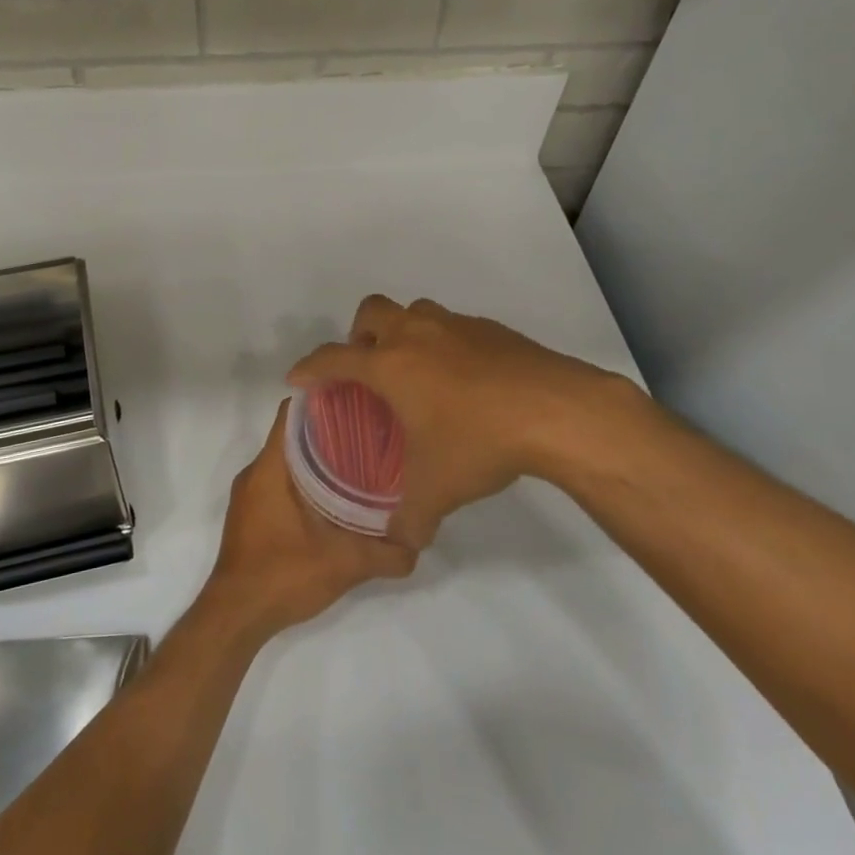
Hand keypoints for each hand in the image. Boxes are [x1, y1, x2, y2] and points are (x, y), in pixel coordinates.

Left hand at [200, 400, 415, 643]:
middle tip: (371, 432)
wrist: (235, 617)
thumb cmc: (282, 575)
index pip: (292, 413)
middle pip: (292, 434)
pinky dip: (306, 480)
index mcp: (269, 468)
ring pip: (287, 460)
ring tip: (360, 461)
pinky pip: (280, 481)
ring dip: (318, 457)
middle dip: (329, 430)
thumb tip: (419, 543)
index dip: (323, 401)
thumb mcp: (343, 564)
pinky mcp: (252, 515)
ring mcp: (251, 495)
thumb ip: (386, 553)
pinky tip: (336, 497)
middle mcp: (256, 473)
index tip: (358, 401)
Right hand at [288, 295, 652, 548]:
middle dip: (358, 334)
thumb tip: (401, 543)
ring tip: (414, 372)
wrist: (557, 410)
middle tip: (367, 369)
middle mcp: (416, 335)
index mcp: (390, 365)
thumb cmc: (480, 442)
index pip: (333, 358)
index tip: (298, 379)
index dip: (309, 367)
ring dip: (403, 333)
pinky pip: (452, 327)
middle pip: (371, 311)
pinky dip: (443, 344)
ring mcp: (455, 326)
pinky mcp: (490, 329)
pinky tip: (462, 381)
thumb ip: (409, 518)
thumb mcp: (436, 490)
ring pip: (414, 312)